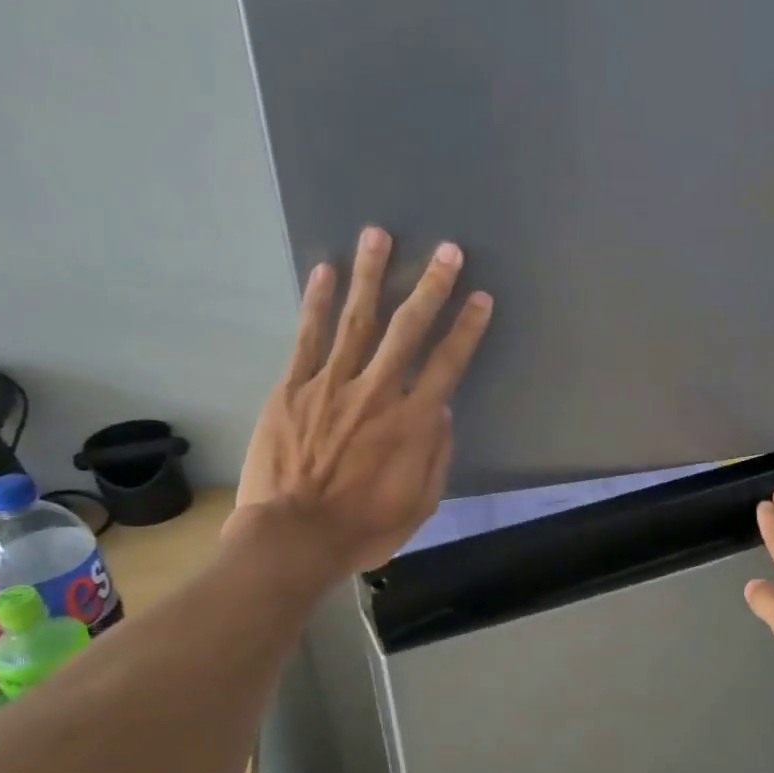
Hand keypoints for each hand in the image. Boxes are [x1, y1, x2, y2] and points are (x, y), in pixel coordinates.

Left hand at [234, 227, 492, 573]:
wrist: (294, 538)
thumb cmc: (363, 528)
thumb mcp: (420, 505)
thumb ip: (436, 455)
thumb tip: (441, 411)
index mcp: (412, 423)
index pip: (448, 364)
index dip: (467, 329)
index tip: (480, 297)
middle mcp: (377, 393)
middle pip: (408, 330)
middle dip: (430, 287)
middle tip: (446, 250)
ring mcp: (331, 386)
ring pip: (356, 320)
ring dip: (370, 276)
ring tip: (378, 234)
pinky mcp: (292, 389)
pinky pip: (307, 338)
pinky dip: (315, 303)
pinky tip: (323, 271)